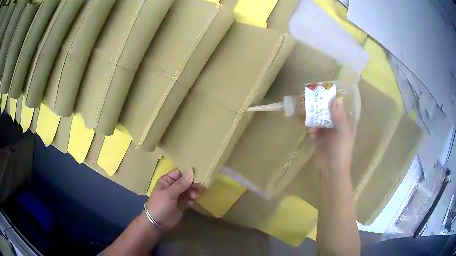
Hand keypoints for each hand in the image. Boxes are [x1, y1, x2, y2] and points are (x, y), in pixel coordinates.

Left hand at [147, 169, 198, 229]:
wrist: (157, 222)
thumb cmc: (160, 204)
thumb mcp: (169, 193)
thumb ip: (181, 184)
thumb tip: (192, 171)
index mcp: (167, 180)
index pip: (179, 173)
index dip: (188, 174)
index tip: (198, 176)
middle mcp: (173, 186)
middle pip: (186, 182)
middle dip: (192, 184)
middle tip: (198, 188)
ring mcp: (178, 196)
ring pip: (189, 190)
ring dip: (193, 192)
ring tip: (194, 197)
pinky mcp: (182, 204)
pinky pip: (190, 199)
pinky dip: (192, 200)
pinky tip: (192, 202)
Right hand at [309, 98, 354, 173]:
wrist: (331, 170)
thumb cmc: (341, 151)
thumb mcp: (343, 133)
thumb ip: (339, 116)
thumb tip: (336, 98)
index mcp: (346, 123)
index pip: (340, 107)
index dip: (334, 100)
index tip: (325, 92)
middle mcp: (337, 126)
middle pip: (328, 112)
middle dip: (321, 108)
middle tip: (312, 102)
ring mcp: (328, 133)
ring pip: (320, 120)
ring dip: (315, 120)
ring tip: (310, 121)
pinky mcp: (319, 140)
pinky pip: (314, 130)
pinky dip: (312, 130)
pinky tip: (311, 134)